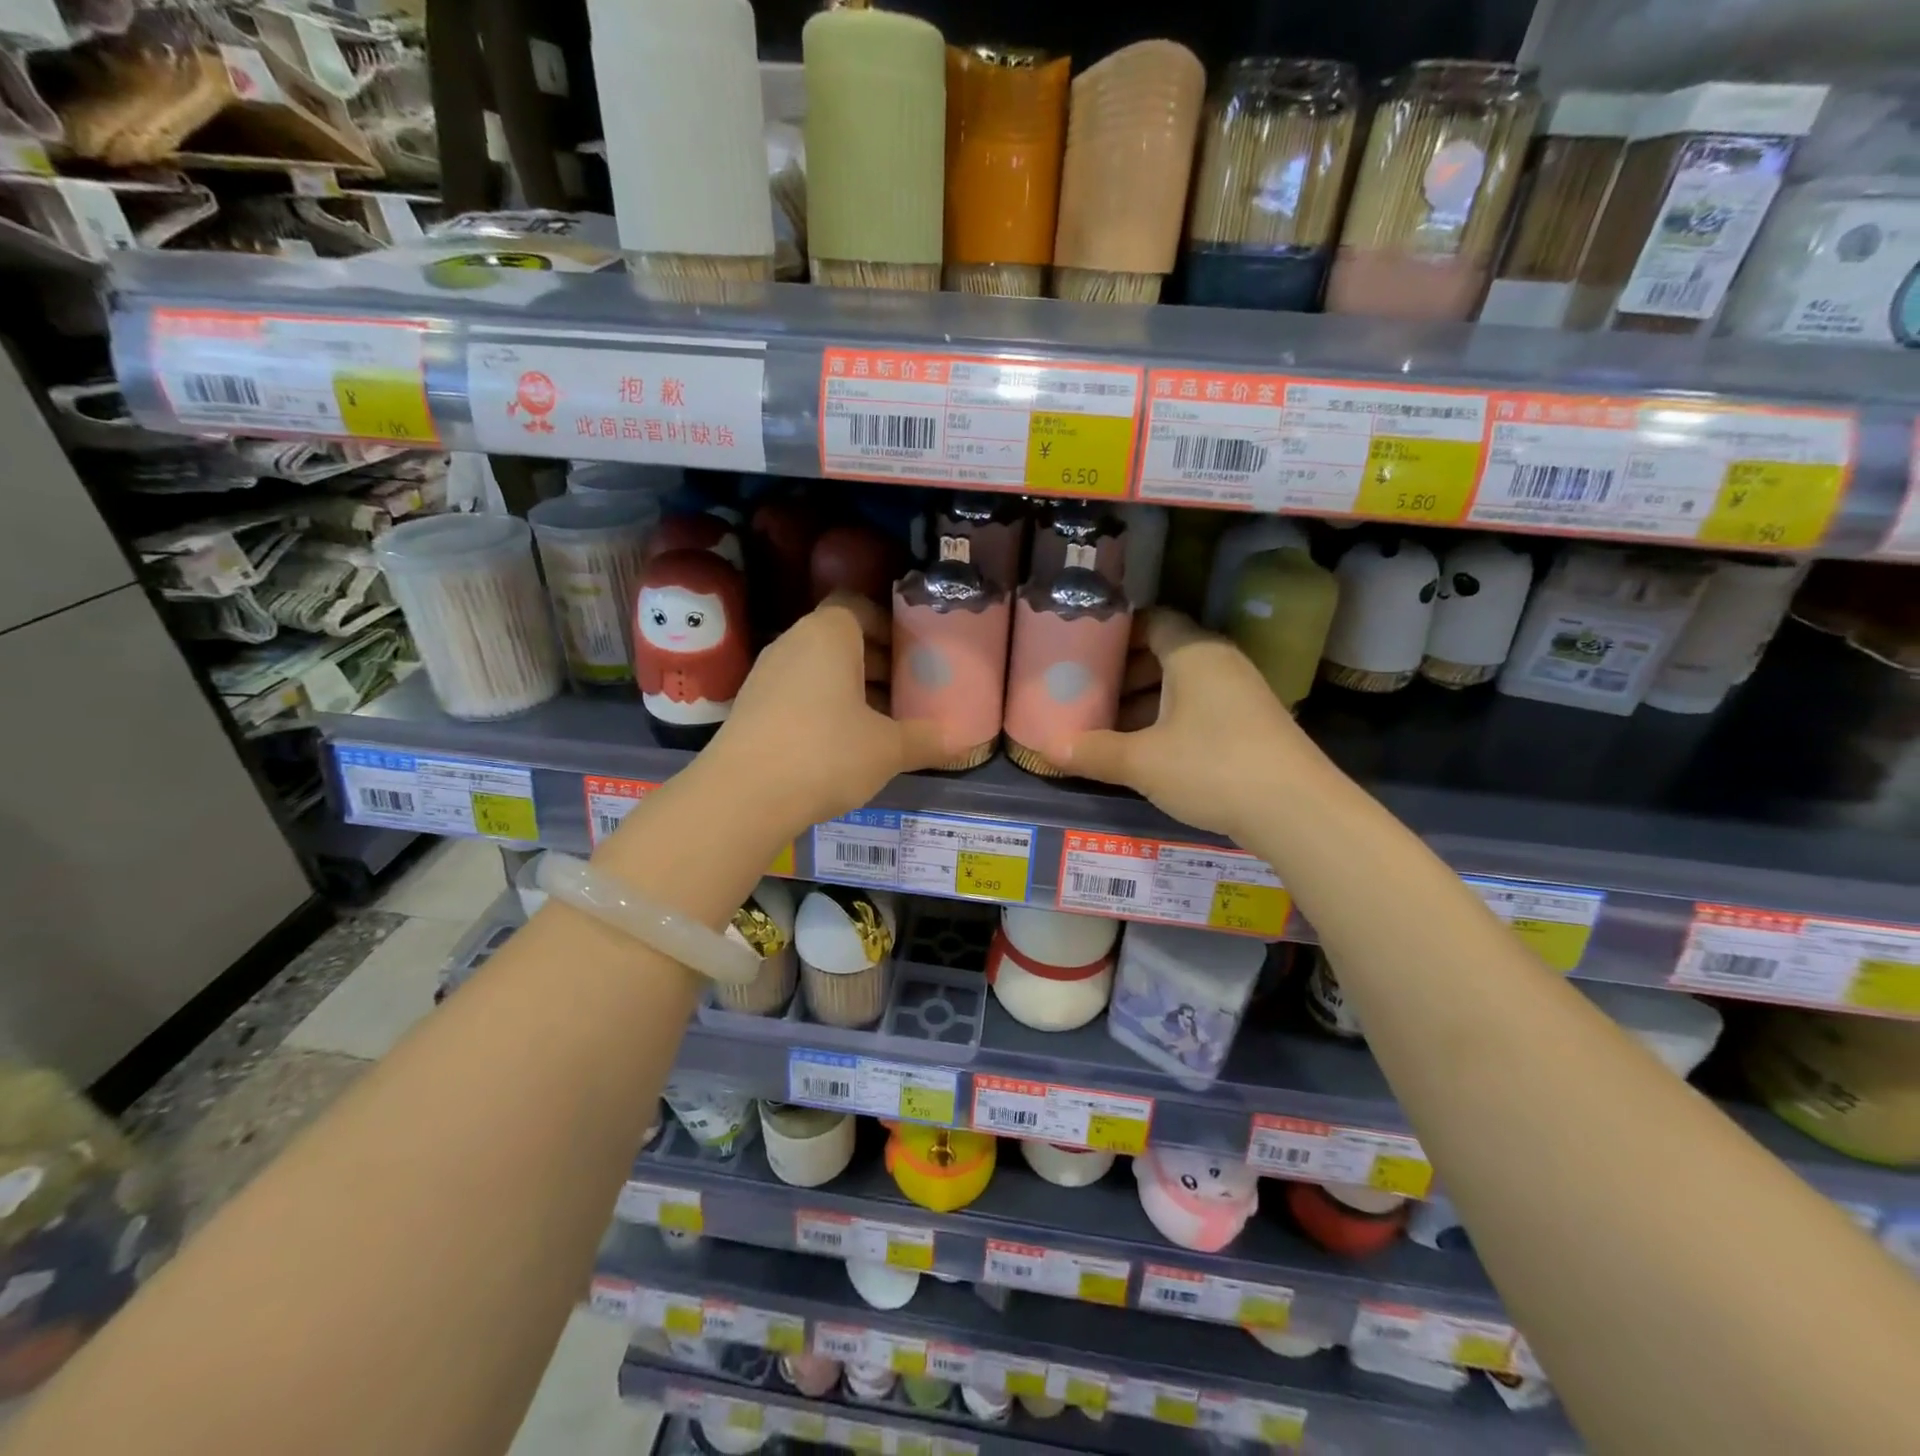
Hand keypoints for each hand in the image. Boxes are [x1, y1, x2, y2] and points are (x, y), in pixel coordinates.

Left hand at [702, 593, 951, 837]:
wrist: (743, 796)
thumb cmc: (825, 753)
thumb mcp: (888, 749)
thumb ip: (926, 739)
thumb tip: (960, 740)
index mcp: (828, 634)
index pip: (858, 606)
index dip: (889, 626)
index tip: (913, 655)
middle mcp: (793, 643)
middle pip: (841, 640)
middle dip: (877, 663)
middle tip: (907, 692)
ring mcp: (766, 675)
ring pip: (819, 670)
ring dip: (851, 689)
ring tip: (882, 723)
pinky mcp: (751, 708)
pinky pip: (798, 695)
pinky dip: (824, 709)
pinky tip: (844, 746)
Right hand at [1052, 610, 1318, 840]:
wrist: (1297, 811)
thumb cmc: (1211, 767)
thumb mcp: (1142, 762)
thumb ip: (1093, 752)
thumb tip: (1047, 749)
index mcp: (1194, 653)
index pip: (1152, 620)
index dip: (1117, 632)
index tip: (1084, 652)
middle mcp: (1220, 663)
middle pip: (1165, 653)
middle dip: (1124, 673)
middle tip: (1087, 693)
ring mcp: (1240, 694)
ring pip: (1182, 685)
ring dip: (1145, 701)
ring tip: (1108, 726)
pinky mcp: (1251, 724)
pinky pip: (1199, 709)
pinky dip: (1170, 720)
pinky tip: (1146, 751)